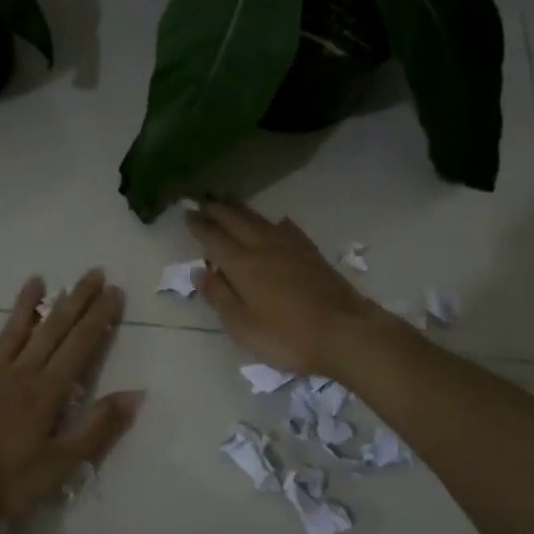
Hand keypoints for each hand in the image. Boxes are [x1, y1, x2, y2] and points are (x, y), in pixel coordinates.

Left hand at [0, 270, 143, 525]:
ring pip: (12, 333)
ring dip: (26, 306)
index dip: (99, 316)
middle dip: (75, 300)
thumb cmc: (8, 480)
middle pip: (52, 330)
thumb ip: (97, 426)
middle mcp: (21, 373)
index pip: (80, 344)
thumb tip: (135, 394)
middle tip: (92, 272)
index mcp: (48, 390)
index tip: (115, 291)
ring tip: (37, 279)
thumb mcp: (62, 462)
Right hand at [186, 200, 390, 375]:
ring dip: (240, 208)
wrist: (345, 332)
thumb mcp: (243, 327)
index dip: (199, 225)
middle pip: (236, 220)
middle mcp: (264, 247)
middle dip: (217, 208)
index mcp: (243, 264)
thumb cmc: (288, 336)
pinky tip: (277, 221)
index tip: (187, 213)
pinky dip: (274, 222)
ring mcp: (291, 247)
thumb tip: (201, 271)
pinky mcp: (311, 253)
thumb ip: (220, 297)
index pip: (214, 237)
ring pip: (260, 219)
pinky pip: (286, 228)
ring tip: (228, 198)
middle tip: (202, 196)